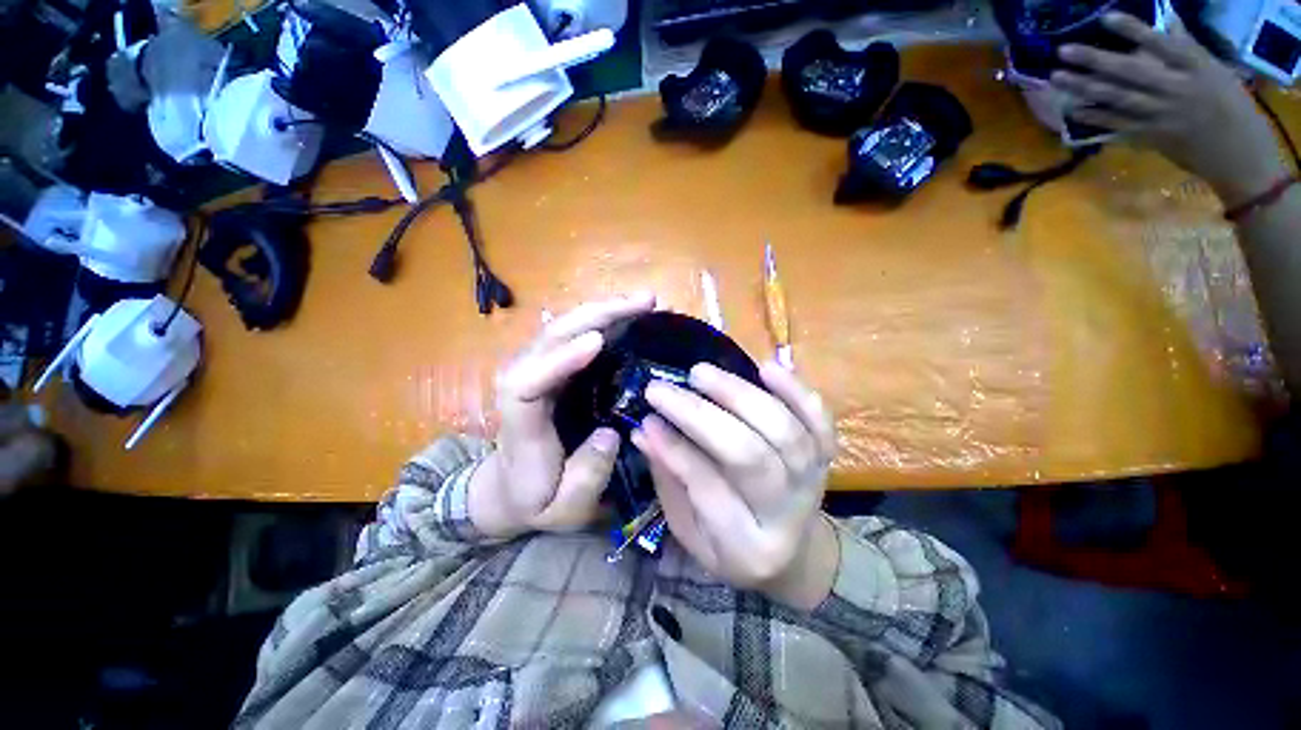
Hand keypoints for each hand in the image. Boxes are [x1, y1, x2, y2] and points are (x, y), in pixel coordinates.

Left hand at [469, 294, 656, 537]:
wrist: (509, 490)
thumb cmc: (536, 499)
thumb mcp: (563, 508)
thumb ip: (585, 478)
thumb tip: (610, 434)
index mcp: (521, 421)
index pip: (529, 380)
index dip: (561, 358)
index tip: (598, 342)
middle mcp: (523, 383)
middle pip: (551, 337)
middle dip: (598, 315)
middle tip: (646, 304)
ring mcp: (539, 370)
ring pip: (565, 327)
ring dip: (605, 310)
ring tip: (647, 302)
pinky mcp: (554, 368)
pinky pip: (576, 334)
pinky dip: (604, 320)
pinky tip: (632, 315)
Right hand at [633, 362, 838, 609]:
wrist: (794, 555)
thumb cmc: (729, 546)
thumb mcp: (689, 529)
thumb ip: (670, 479)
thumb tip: (645, 431)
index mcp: (746, 547)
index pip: (708, 488)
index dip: (675, 449)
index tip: (647, 418)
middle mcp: (787, 514)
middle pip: (749, 456)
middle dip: (700, 415)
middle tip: (663, 388)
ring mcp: (813, 481)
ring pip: (784, 432)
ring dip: (739, 394)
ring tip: (700, 373)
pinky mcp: (826, 457)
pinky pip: (819, 421)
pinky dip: (796, 391)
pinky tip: (766, 367)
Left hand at [1050, 13, 1287, 205]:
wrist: (1239, 155)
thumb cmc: (1233, 107)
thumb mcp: (1217, 71)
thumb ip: (1188, 48)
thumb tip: (1168, 21)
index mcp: (1196, 68)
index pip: (1162, 44)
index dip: (1134, 30)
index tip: (1106, 17)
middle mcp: (1175, 89)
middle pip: (1129, 72)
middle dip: (1094, 59)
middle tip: (1062, 50)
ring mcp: (1161, 115)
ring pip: (1117, 97)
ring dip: (1084, 87)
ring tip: (1057, 76)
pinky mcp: (1151, 137)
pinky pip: (1117, 124)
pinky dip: (1094, 116)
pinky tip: (1072, 109)